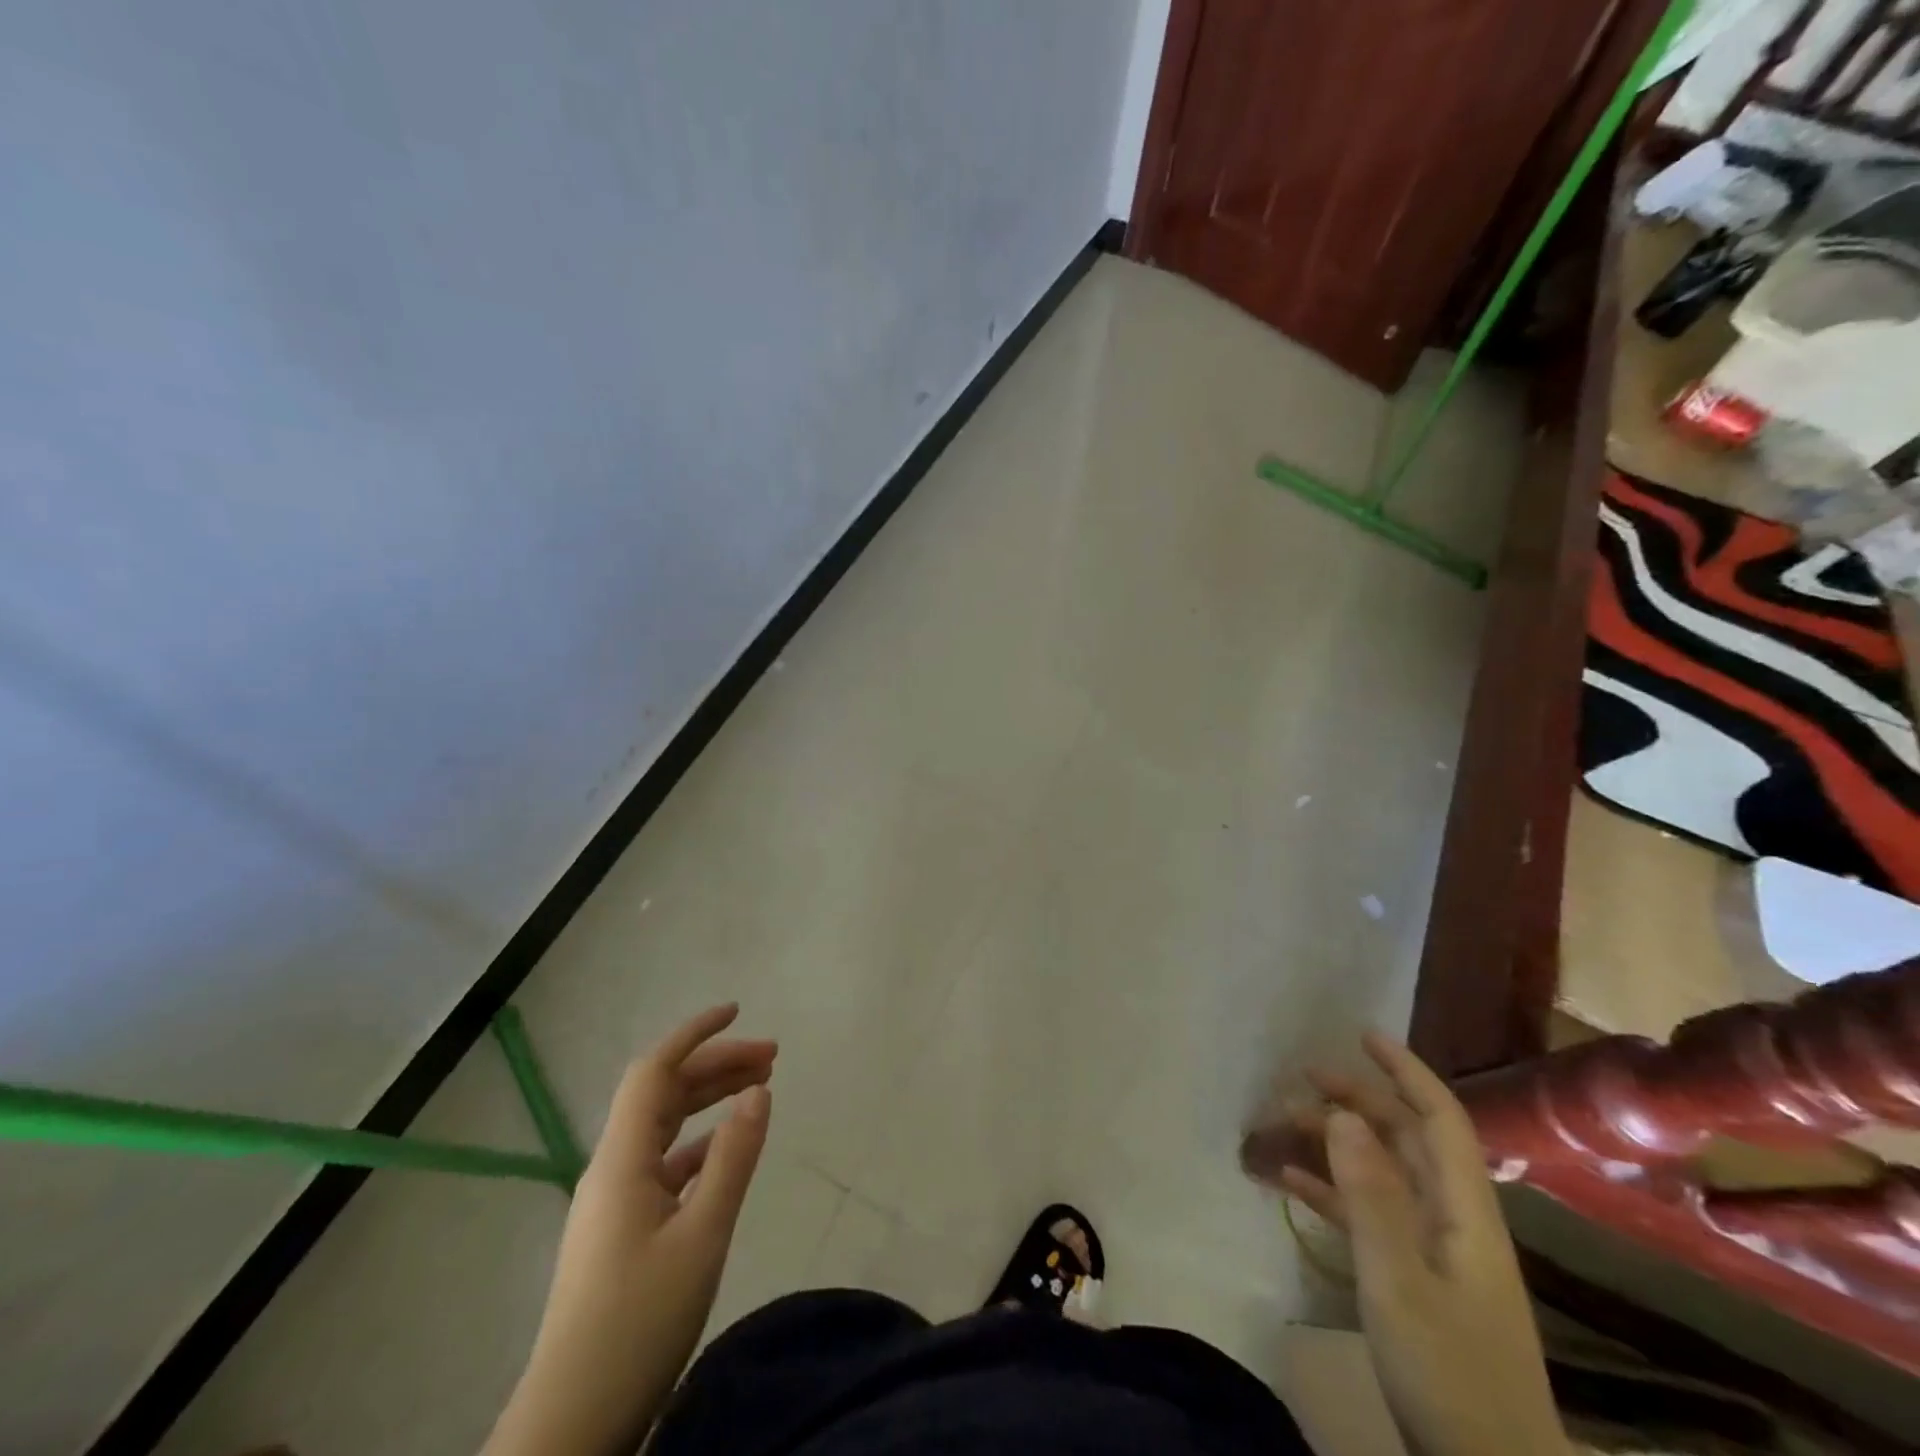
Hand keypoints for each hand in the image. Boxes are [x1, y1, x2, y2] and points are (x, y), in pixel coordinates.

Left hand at [486, 1005, 774, 1455]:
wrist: (571, 1425)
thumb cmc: (638, 1323)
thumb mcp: (701, 1236)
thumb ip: (732, 1158)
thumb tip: (760, 1090)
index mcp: (622, 1160)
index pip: (655, 1071)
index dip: (694, 1034)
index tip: (738, 1011)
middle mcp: (612, 1169)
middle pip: (663, 1094)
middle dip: (716, 1065)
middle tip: (772, 1057)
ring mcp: (613, 1202)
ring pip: (664, 1127)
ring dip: (709, 1101)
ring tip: (759, 1089)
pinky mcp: (621, 1232)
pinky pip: (663, 1163)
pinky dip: (699, 1143)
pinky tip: (725, 1151)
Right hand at [1280, 1033, 1567, 1455]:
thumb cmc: (1451, 1377)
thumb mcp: (1401, 1284)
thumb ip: (1371, 1196)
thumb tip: (1342, 1113)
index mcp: (1464, 1213)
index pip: (1440, 1120)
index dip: (1406, 1072)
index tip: (1362, 1035)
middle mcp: (1453, 1221)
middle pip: (1406, 1140)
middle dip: (1359, 1100)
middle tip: (1304, 1076)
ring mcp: (1434, 1253)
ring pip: (1382, 1174)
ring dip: (1337, 1143)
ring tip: (1285, 1121)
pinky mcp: (1414, 1282)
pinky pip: (1368, 1216)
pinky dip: (1332, 1191)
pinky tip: (1291, 1181)